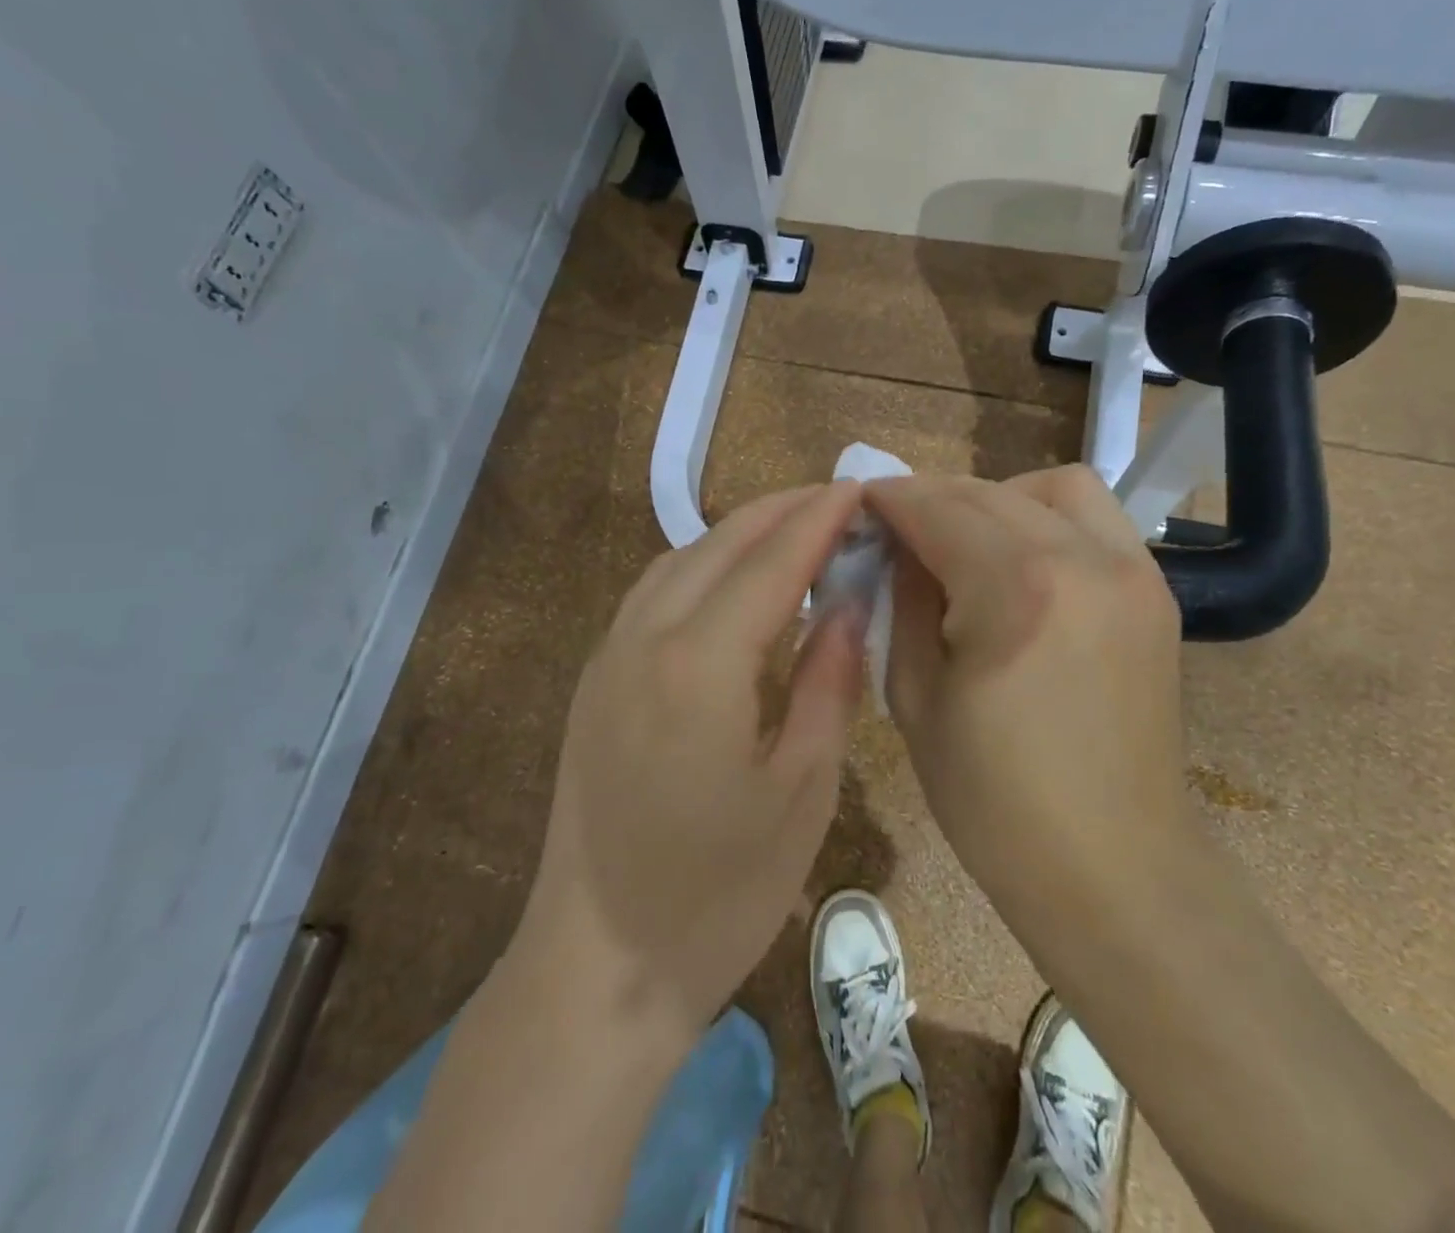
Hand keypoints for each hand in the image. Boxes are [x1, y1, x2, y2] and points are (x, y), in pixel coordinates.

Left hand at [514, 483, 868, 1045]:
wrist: (600, 966)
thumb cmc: (719, 893)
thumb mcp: (802, 789)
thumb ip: (828, 680)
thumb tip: (849, 601)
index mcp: (700, 665)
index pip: (771, 562)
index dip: (819, 520)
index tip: (859, 488)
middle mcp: (644, 638)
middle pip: (719, 544)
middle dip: (781, 511)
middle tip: (837, 501)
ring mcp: (609, 655)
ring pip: (679, 559)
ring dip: (739, 534)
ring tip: (794, 533)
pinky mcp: (595, 679)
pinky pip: (654, 592)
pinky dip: (702, 566)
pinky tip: (734, 584)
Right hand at [866, 466, 1194, 935]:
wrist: (1113, 865)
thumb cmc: (994, 799)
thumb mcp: (915, 696)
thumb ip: (903, 601)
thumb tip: (898, 546)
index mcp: (1015, 589)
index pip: (937, 509)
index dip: (890, 499)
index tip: (860, 502)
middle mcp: (1082, 559)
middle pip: (989, 492)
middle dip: (933, 497)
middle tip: (900, 528)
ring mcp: (1131, 571)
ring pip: (1055, 486)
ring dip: (998, 497)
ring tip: (968, 539)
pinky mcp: (1155, 591)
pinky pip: (1097, 519)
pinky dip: (1048, 518)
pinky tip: (1021, 562)